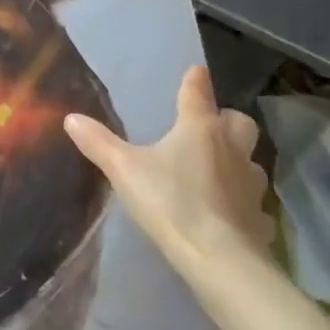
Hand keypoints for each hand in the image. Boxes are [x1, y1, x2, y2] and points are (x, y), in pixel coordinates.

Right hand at [63, 65, 273, 272]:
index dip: (195, 81)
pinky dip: (239, 199)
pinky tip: (224, 210)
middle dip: (226, 119)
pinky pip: (251, 199)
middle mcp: (231, 148)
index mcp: (199, 129)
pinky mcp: (258, 216)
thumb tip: (71, 118)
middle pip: (239, 122)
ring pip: (249, 160)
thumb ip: (98, 143)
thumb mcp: (124, 169)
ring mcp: (250, 183)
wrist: (219, 258)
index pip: (198, 94)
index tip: (196, 70)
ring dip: (235, 159)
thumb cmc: (171, 202)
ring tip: (214, 170)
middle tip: (209, 126)